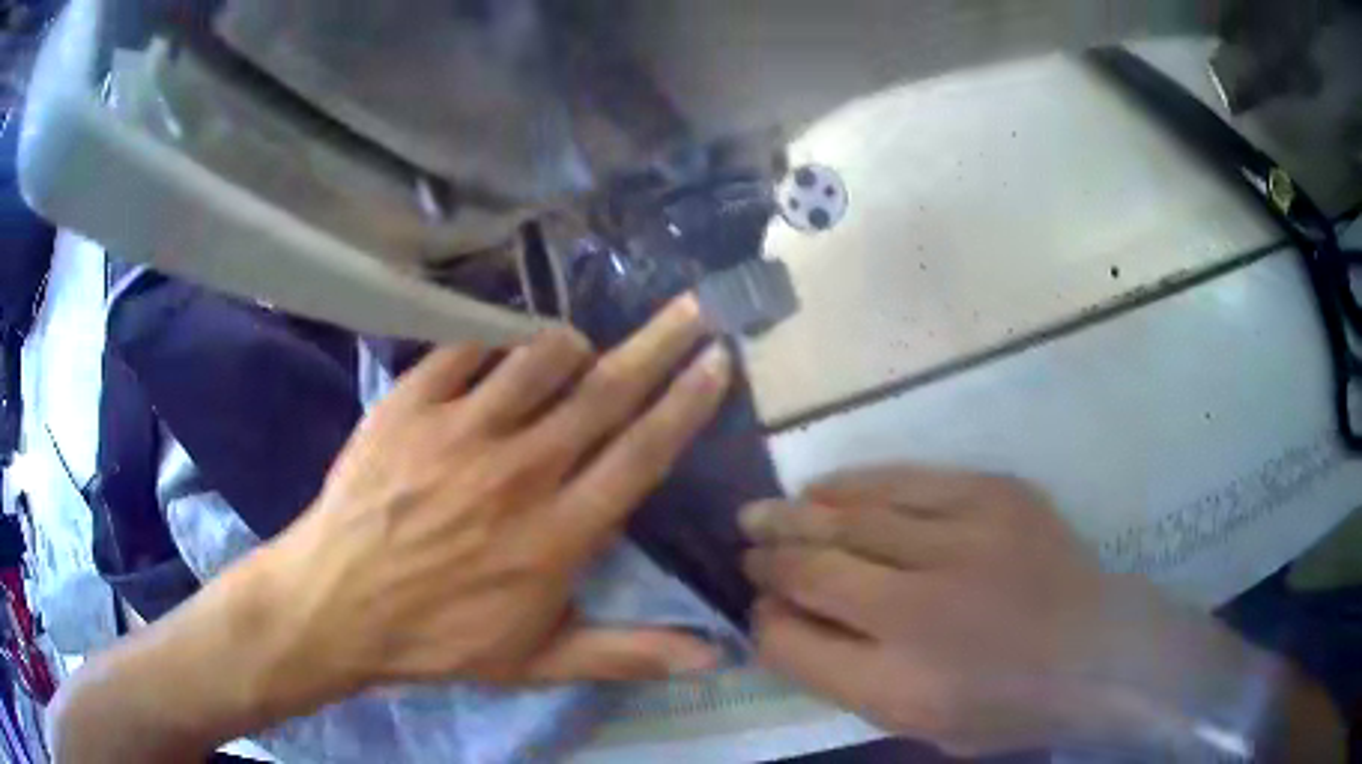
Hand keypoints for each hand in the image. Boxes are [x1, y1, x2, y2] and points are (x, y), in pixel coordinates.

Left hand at [256, 295, 731, 706]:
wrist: (335, 604)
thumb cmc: (439, 637)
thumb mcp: (539, 661)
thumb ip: (628, 654)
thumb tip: (715, 656)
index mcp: (558, 534)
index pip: (641, 454)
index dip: (687, 404)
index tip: (718, 362)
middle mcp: (519, 471)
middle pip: (605, 391)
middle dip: (659, 343)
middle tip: (693, 307)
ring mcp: (460, 429)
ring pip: (539, 357)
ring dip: (570, 345)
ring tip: (578, 348)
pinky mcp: (410, 404)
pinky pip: (466, 348)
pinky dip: (492, 341)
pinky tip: (496, 351)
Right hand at [739, 466, 1340, 758]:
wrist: (1098, 649)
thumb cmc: (1007, 706)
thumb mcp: (917, 724)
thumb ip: (844, 680)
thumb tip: (784, 624)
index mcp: (899, 683)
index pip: (791, 643)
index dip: (761, 620)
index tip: (752, 606)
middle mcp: (920, 611)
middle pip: (812, 571)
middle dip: (766, 559)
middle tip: (742, 545)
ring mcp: (962, 542)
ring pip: (851, 519)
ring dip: (795, 516)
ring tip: (761, 513)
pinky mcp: (994, 495)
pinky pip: (904, 482)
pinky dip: (855, 487)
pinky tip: (824, 489)